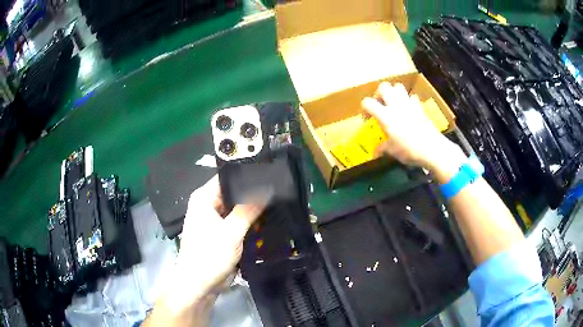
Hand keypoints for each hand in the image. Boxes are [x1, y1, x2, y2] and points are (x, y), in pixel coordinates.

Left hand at [147, 175, 266, 325]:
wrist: (198, 284)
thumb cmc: (209, 256)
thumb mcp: (231, 232)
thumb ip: (248, 210)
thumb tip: (266, 188)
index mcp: (204, 198)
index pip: (227, 177)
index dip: (247, 174)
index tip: (270, 173)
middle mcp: (207, 204)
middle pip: (232, 192)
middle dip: (253, 192)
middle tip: (278, 188)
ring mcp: (213, 219)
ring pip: (236, 207)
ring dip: (252, 208)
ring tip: (276, 201)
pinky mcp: (219, 232)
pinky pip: (236, 220)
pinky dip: (248, 220)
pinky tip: (266, 218)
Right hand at [362, 82, 456, 169]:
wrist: (432, 148)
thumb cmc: (409, 150)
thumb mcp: (392, 151)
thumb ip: (382, 148)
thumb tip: (376, 151)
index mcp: (385, 115)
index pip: (368, 102)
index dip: (364, 109)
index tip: (367, 119)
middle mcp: (396, 105)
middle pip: (384, 87)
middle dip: (379, 94)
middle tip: (380, 105)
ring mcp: (409, 104)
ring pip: (398, 87)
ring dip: (394, 93)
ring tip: (393, 104)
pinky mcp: (420, 107)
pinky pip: (412, 97)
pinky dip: (409, 101)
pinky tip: (409, 110)